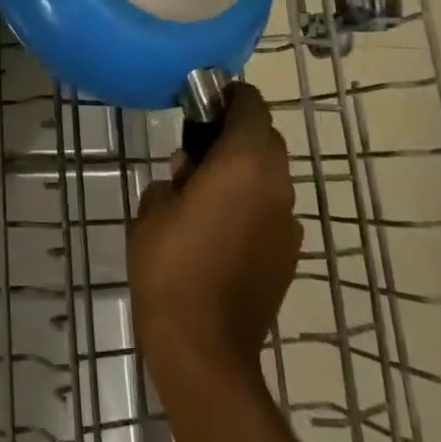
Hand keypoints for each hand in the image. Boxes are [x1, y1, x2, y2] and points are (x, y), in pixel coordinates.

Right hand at [128, 81, 300, 381]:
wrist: (204, 346)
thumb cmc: (170, 265)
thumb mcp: (152, 208)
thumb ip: (172, 177)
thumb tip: (188, 173)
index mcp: (244, 164)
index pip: (250, 106)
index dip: (229, 96)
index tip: (202, 101)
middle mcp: (276, 186)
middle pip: (265, 139)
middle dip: (235, 135)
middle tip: (196, 149)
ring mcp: (288, 223)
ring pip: (270, 177)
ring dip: (244, 172)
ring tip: (203, 191)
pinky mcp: (288, 255)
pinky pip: (271, 210)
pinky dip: (251, 205)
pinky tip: (219, 229)